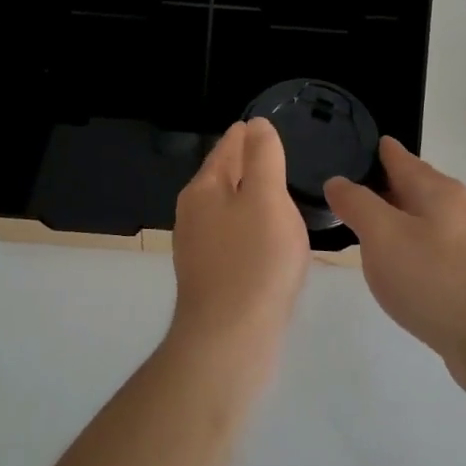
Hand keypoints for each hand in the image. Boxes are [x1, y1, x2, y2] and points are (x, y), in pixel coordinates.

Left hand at [170, 120, 311, 365]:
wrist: (229, 339)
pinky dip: (248, 228)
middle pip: (221, 178)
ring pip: (225, 210)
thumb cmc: (254, 261)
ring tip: (272, 194)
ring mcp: (197, 248)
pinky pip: (231, 239)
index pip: (225, 150)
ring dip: (246, 198)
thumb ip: (263, 158)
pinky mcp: (208, 276)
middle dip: (243, 165)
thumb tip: (255, 126)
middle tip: (270, 155)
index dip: (244, 136)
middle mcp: (192, 214)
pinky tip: (264, 239)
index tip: (259, 126)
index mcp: (203, 189)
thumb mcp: (267, 199)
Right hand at [324, 138, 465, 380]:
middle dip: (382, 186)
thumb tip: (338, 182)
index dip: (372, 150)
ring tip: (365, 230)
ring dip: (397, 220)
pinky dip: (412, 248)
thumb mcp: (382, 235)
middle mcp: (459, 207)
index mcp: (437, 189)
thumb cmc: (434, 279)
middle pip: (414, 186)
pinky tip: (398, 268)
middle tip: (344, 193)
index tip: (345, 149)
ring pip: (425, 219)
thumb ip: (356, 203)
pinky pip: (435, 248)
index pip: (398, 156)